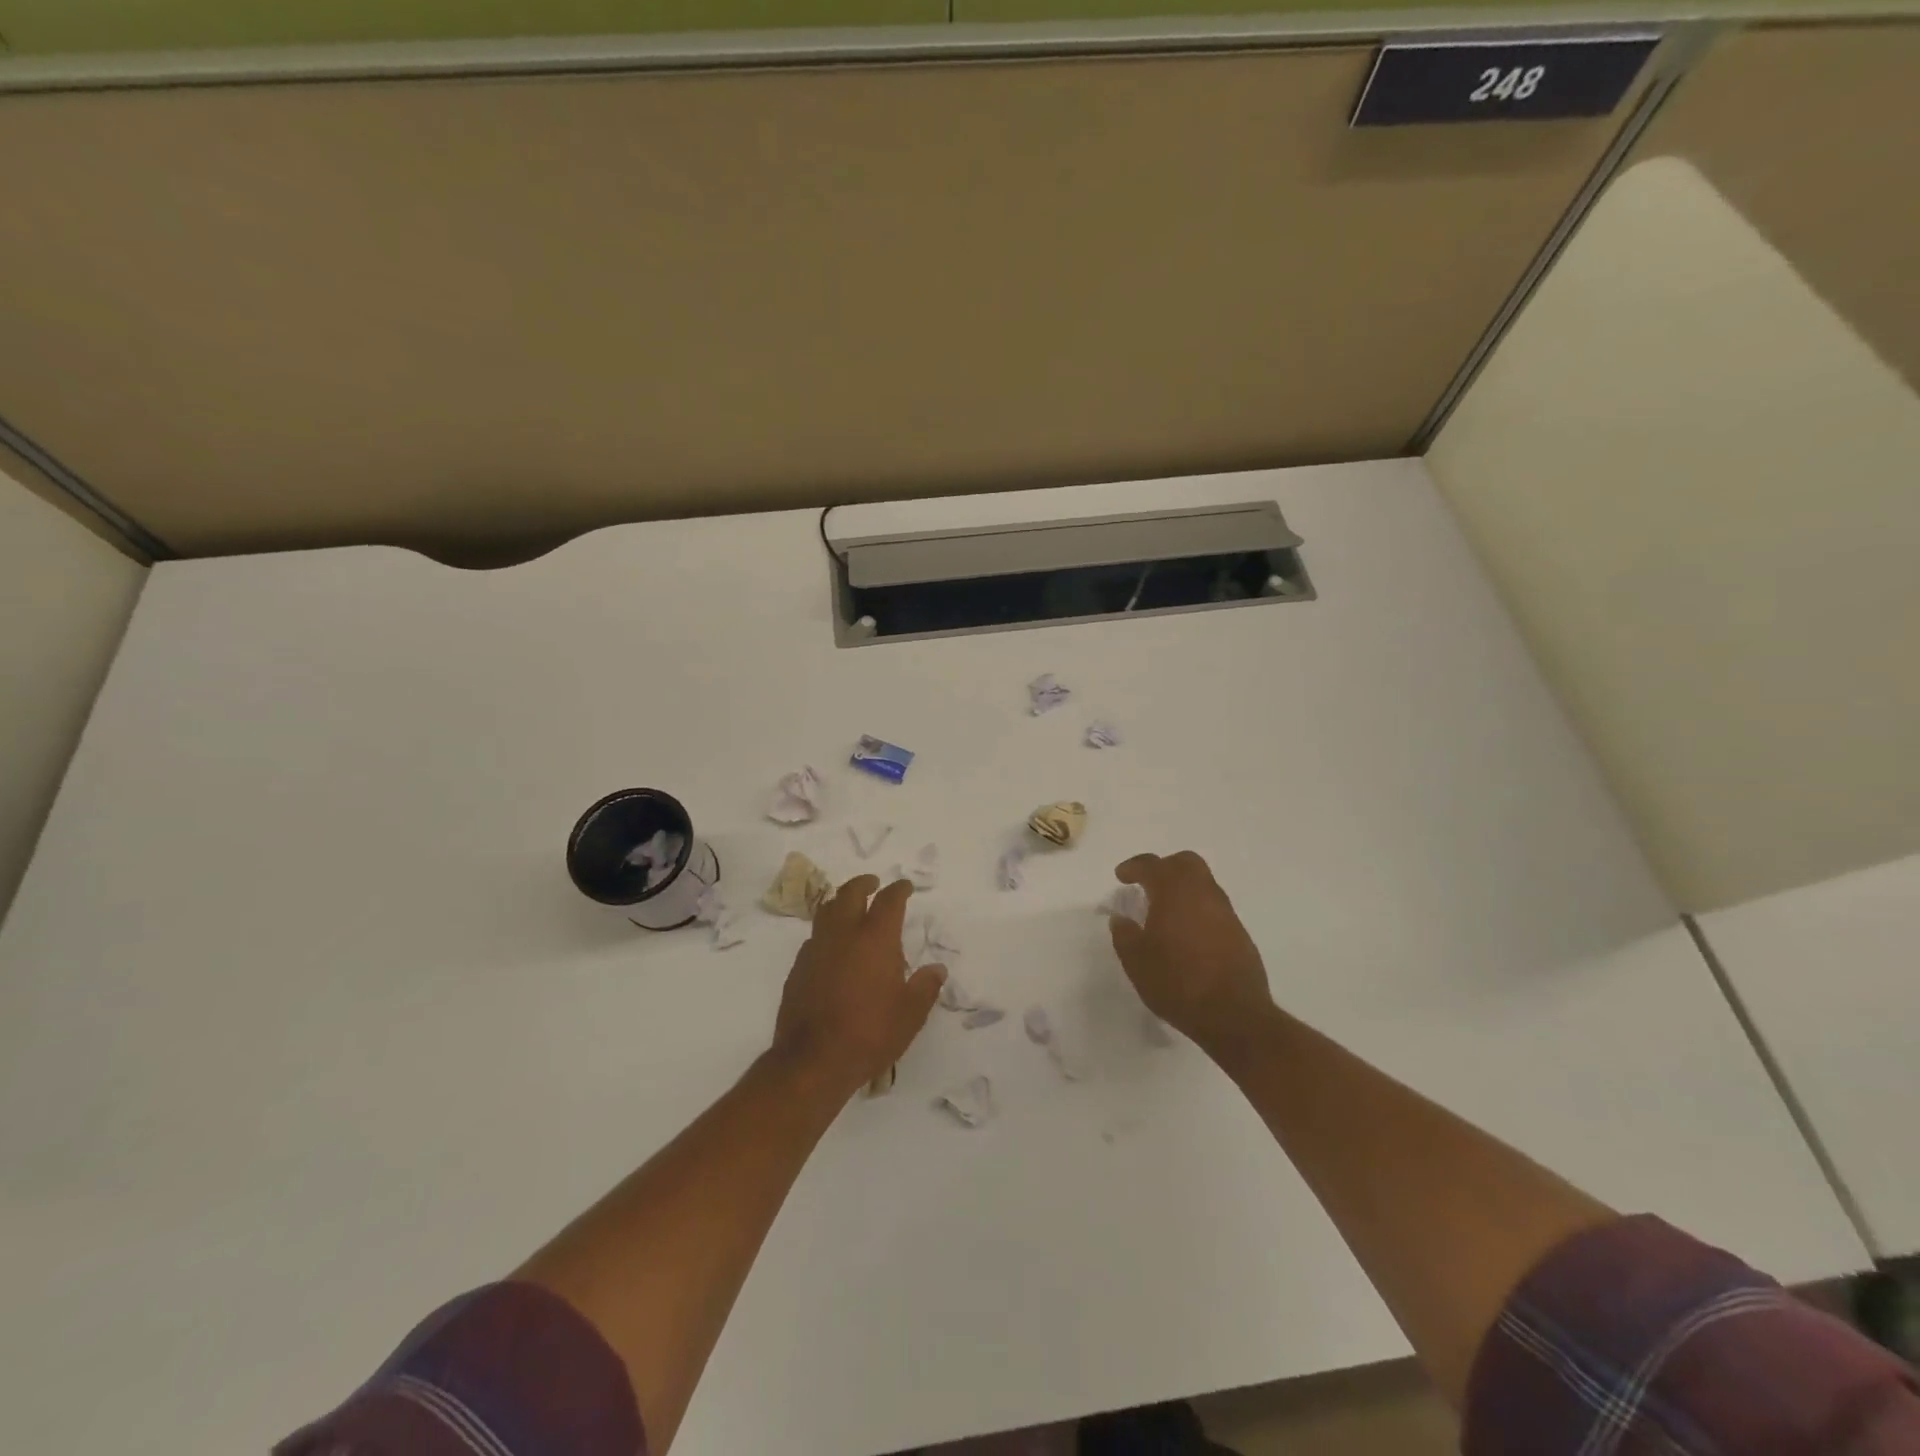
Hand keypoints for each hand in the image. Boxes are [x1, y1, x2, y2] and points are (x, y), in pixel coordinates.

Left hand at [771, 876, 946, 1103]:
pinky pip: (814, 939)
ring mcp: (816, 949)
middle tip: (873, 883)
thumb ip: (926, 986)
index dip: (899, 889)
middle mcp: (843, 934)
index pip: (889, 900)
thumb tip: (937, 969)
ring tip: (850, 910)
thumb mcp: (910, 1014)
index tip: (905, 886)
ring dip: (840, 903)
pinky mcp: (798, 969)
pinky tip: (833, 950)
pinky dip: (826, 934)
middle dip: (863, 884)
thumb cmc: (870, 1033)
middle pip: (850, 893)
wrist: (813, 1060)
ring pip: (826, 912)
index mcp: (875, 938)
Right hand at [1108, 851, 1275, 1054]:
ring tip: (1165, 911)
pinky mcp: (1239, 932)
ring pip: (1203, 883)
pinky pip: (1214, 907)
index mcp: (1174, 892)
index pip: (1151, 865)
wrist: (1234, 1015)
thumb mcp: (1137, 962)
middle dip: (1164, 867)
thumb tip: (1121, 918)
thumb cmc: (1177, 983)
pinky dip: (1197, 909)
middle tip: (1148, 885)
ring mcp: (1225, 912)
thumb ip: (1124, 935)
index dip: (1133, 867)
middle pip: (1185, 862)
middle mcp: (1203, 893)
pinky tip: (1187, 933)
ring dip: (1183, 888)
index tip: (1121, 876)